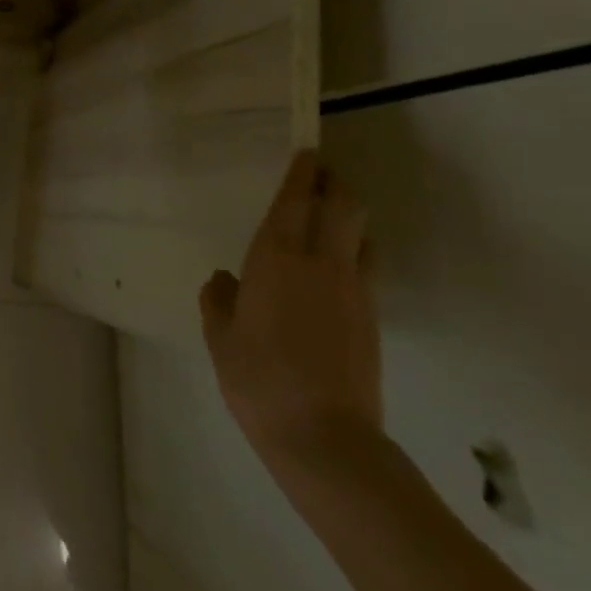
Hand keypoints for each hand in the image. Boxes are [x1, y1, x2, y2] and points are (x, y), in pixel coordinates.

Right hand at [200, 151, 382, 469]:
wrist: (326, 439)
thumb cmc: (259, 379)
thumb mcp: (220, 337)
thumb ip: (219, 299)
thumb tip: (225, 279)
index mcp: (277, 258)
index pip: (295, 200)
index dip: (302, 172)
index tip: (306, 151)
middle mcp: (320, 262)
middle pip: (343, 205)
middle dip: (334, 183)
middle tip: (318, 175)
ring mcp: (353, 289)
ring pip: (361, 232)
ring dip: (348, 215)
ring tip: (328, 218)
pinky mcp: (372, 317)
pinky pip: (365, 265)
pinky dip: (354, 250)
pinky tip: (334, 266)